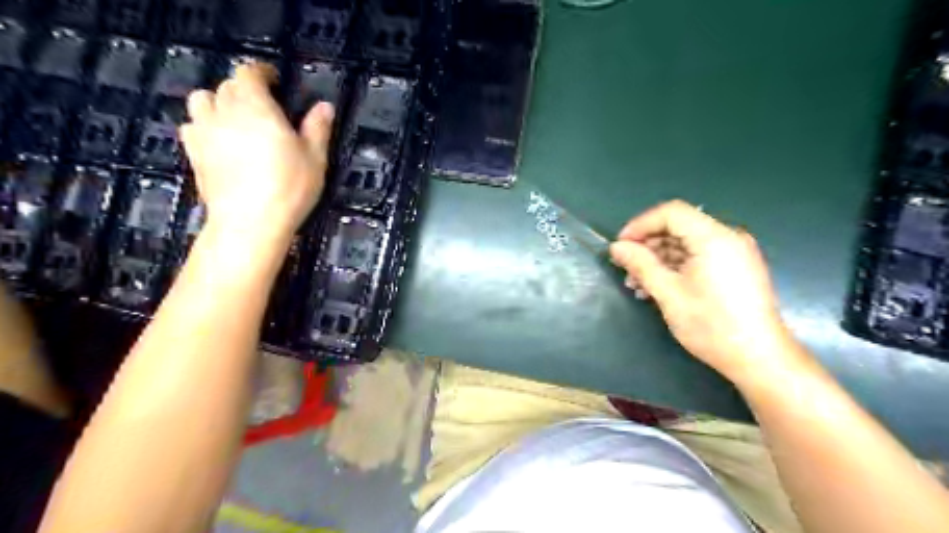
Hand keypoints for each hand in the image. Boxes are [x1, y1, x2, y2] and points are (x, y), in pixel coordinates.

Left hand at [179, 62, 333, 242]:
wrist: (250, 222)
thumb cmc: (289, 188)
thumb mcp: (315, 159)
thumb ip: (317, 128)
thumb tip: (324, 106)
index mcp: (256, 107)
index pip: (249, 73)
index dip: (261, 72)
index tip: (275, 80)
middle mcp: (224, 112)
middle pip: (226, 86)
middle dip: (244, 88)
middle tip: (264, 105)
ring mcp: (204, 132)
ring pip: (201, 100)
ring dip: (218, 102)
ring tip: (235, 118)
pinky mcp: (193, 153)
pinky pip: (191, 126)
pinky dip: (203, 124)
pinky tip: (218, 140)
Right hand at [612, 200, 803, 383]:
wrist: (758, 358)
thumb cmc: (711, 325)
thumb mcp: (668, 294)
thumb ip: (641, 264)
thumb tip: (616, 247)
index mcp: (714, 238)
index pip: (671, 213)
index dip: (641, 225)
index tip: (620, 246)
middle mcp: (727, 238)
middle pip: (678, 227)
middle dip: (647, 245)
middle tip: (625, 267)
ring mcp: (733, 253)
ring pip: (685, 243)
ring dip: (658, 259)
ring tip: (637, 283)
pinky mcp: (734, 268)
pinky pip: (697, 256)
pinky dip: (675, 267)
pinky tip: (657, 287)